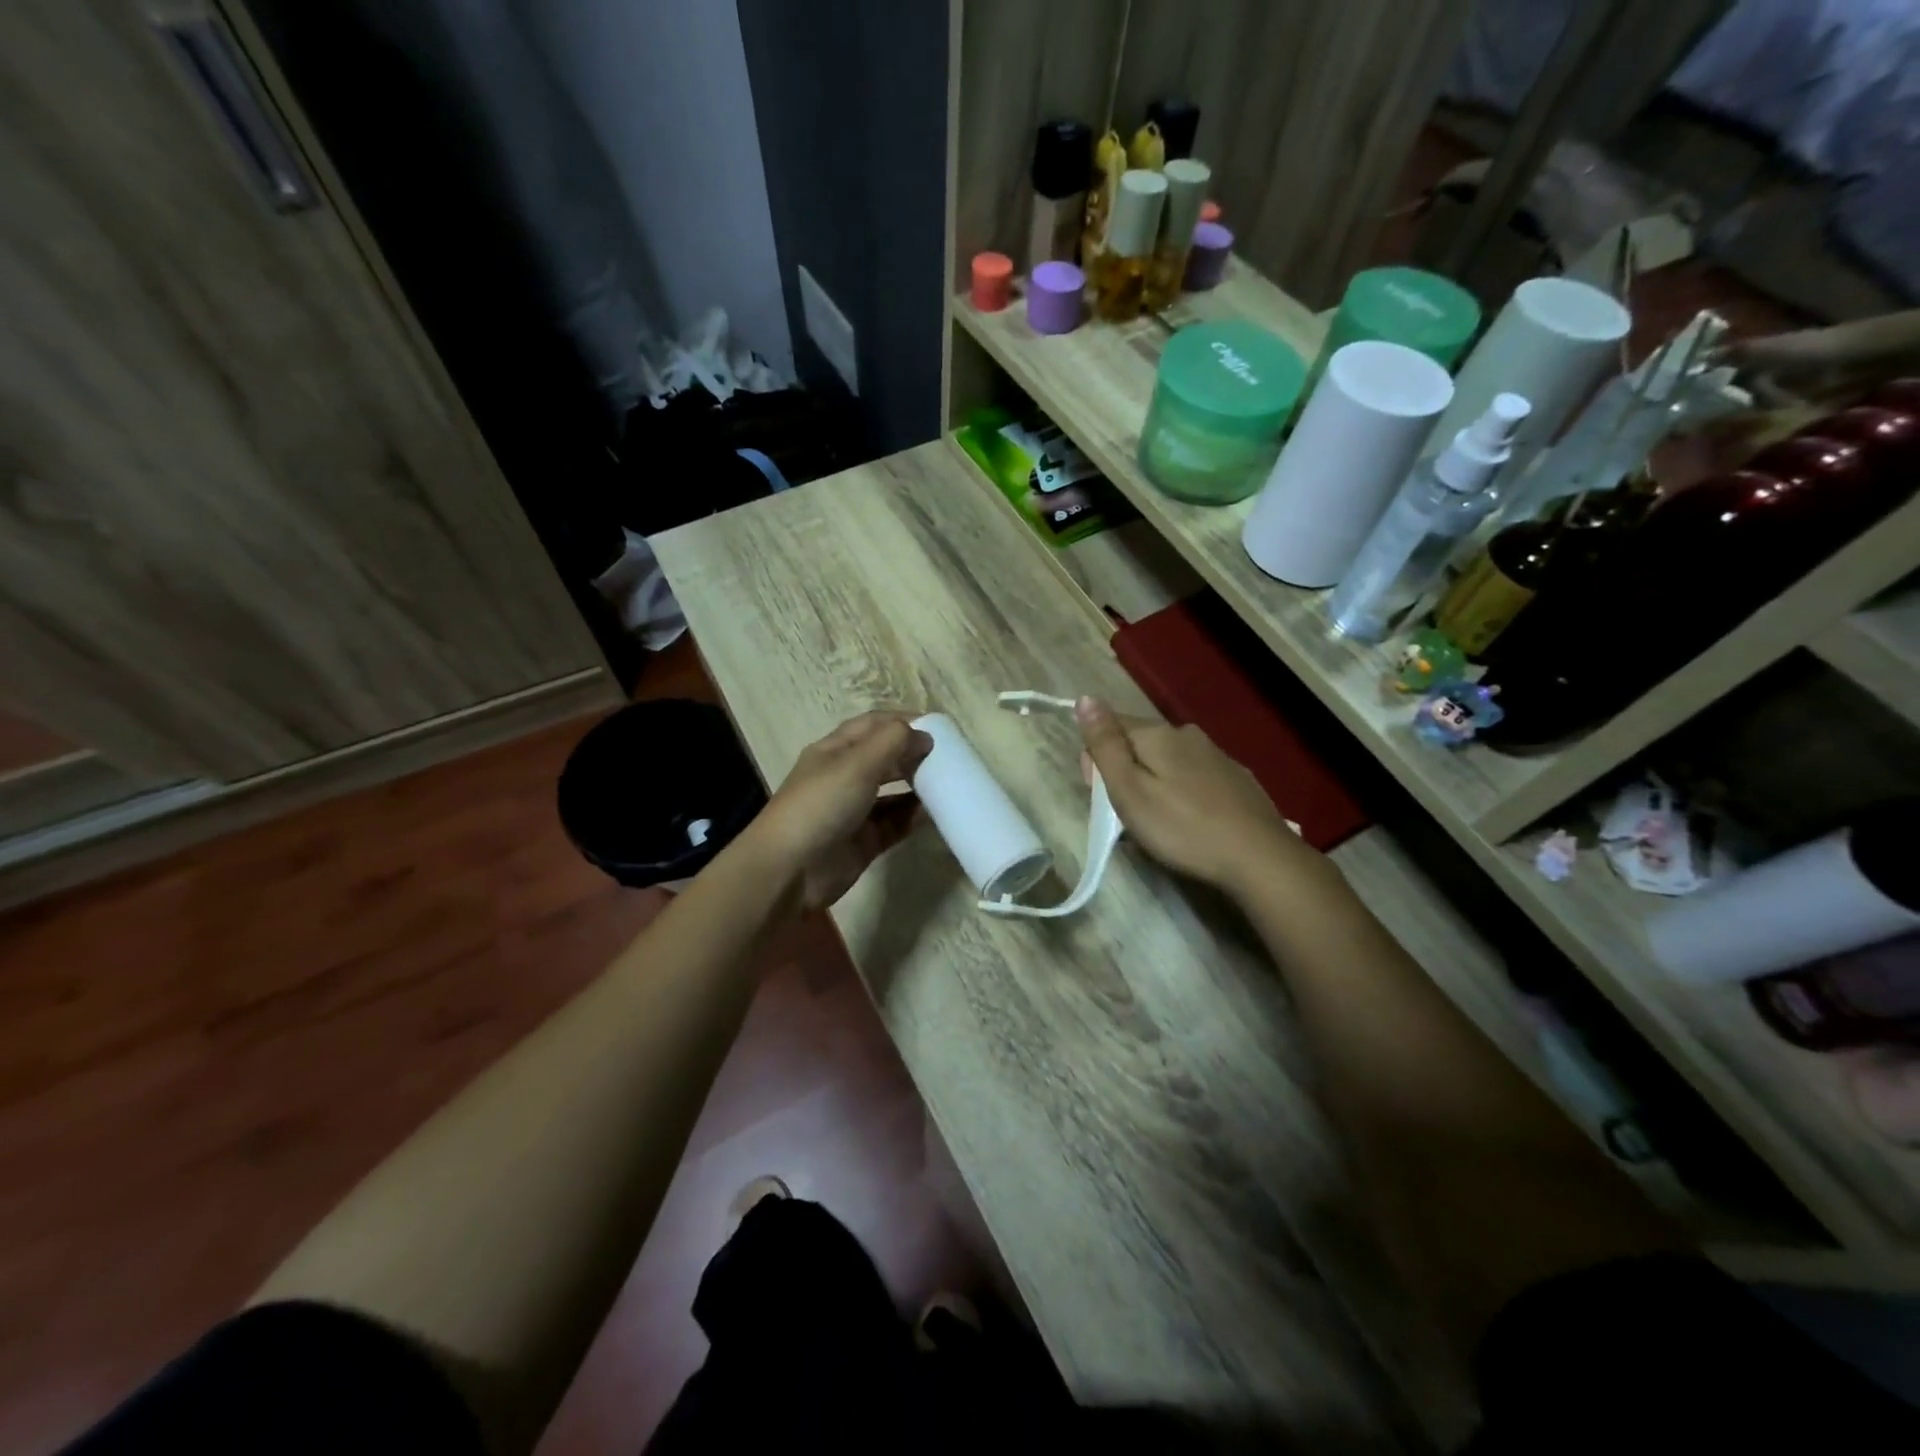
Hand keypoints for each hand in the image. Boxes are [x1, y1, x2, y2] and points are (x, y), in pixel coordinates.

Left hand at [745, 712, 932, 910]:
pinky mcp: (864, 841)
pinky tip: (937, 813)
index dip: (904, 721)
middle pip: (885, 757)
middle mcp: (844, 777)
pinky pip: (895, 824)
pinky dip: (914, 817)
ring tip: (949, 784)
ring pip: (893, 792)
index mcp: (835, 750)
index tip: (939, 727)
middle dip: (914, 754)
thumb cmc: (821, 805)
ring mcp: (854, 811)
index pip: (873, 725)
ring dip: (918, 786)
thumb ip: (893, 743)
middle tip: (950, 757)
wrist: (790, 870)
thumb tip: (925, 736)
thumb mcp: (856, 764)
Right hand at [1075, 695, 1320, 899]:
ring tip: (1156, 824)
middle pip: (1139, 745)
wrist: (1259, 857)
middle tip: (1127, 816)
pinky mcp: (1236, 779)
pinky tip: (1188, 821)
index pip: (1110, 726)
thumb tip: (1084, 697)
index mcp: (1157, 734)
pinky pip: (1193, 777)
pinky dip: (1181, 793)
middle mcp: (1187, 734)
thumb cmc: (1182, 828)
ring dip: (1152, 784)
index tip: (1099, 793)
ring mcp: (1216, 755)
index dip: (1096, 758)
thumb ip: (1105, 744)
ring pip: (1167, 762)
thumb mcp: (1130, 790)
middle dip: (1124, 772)